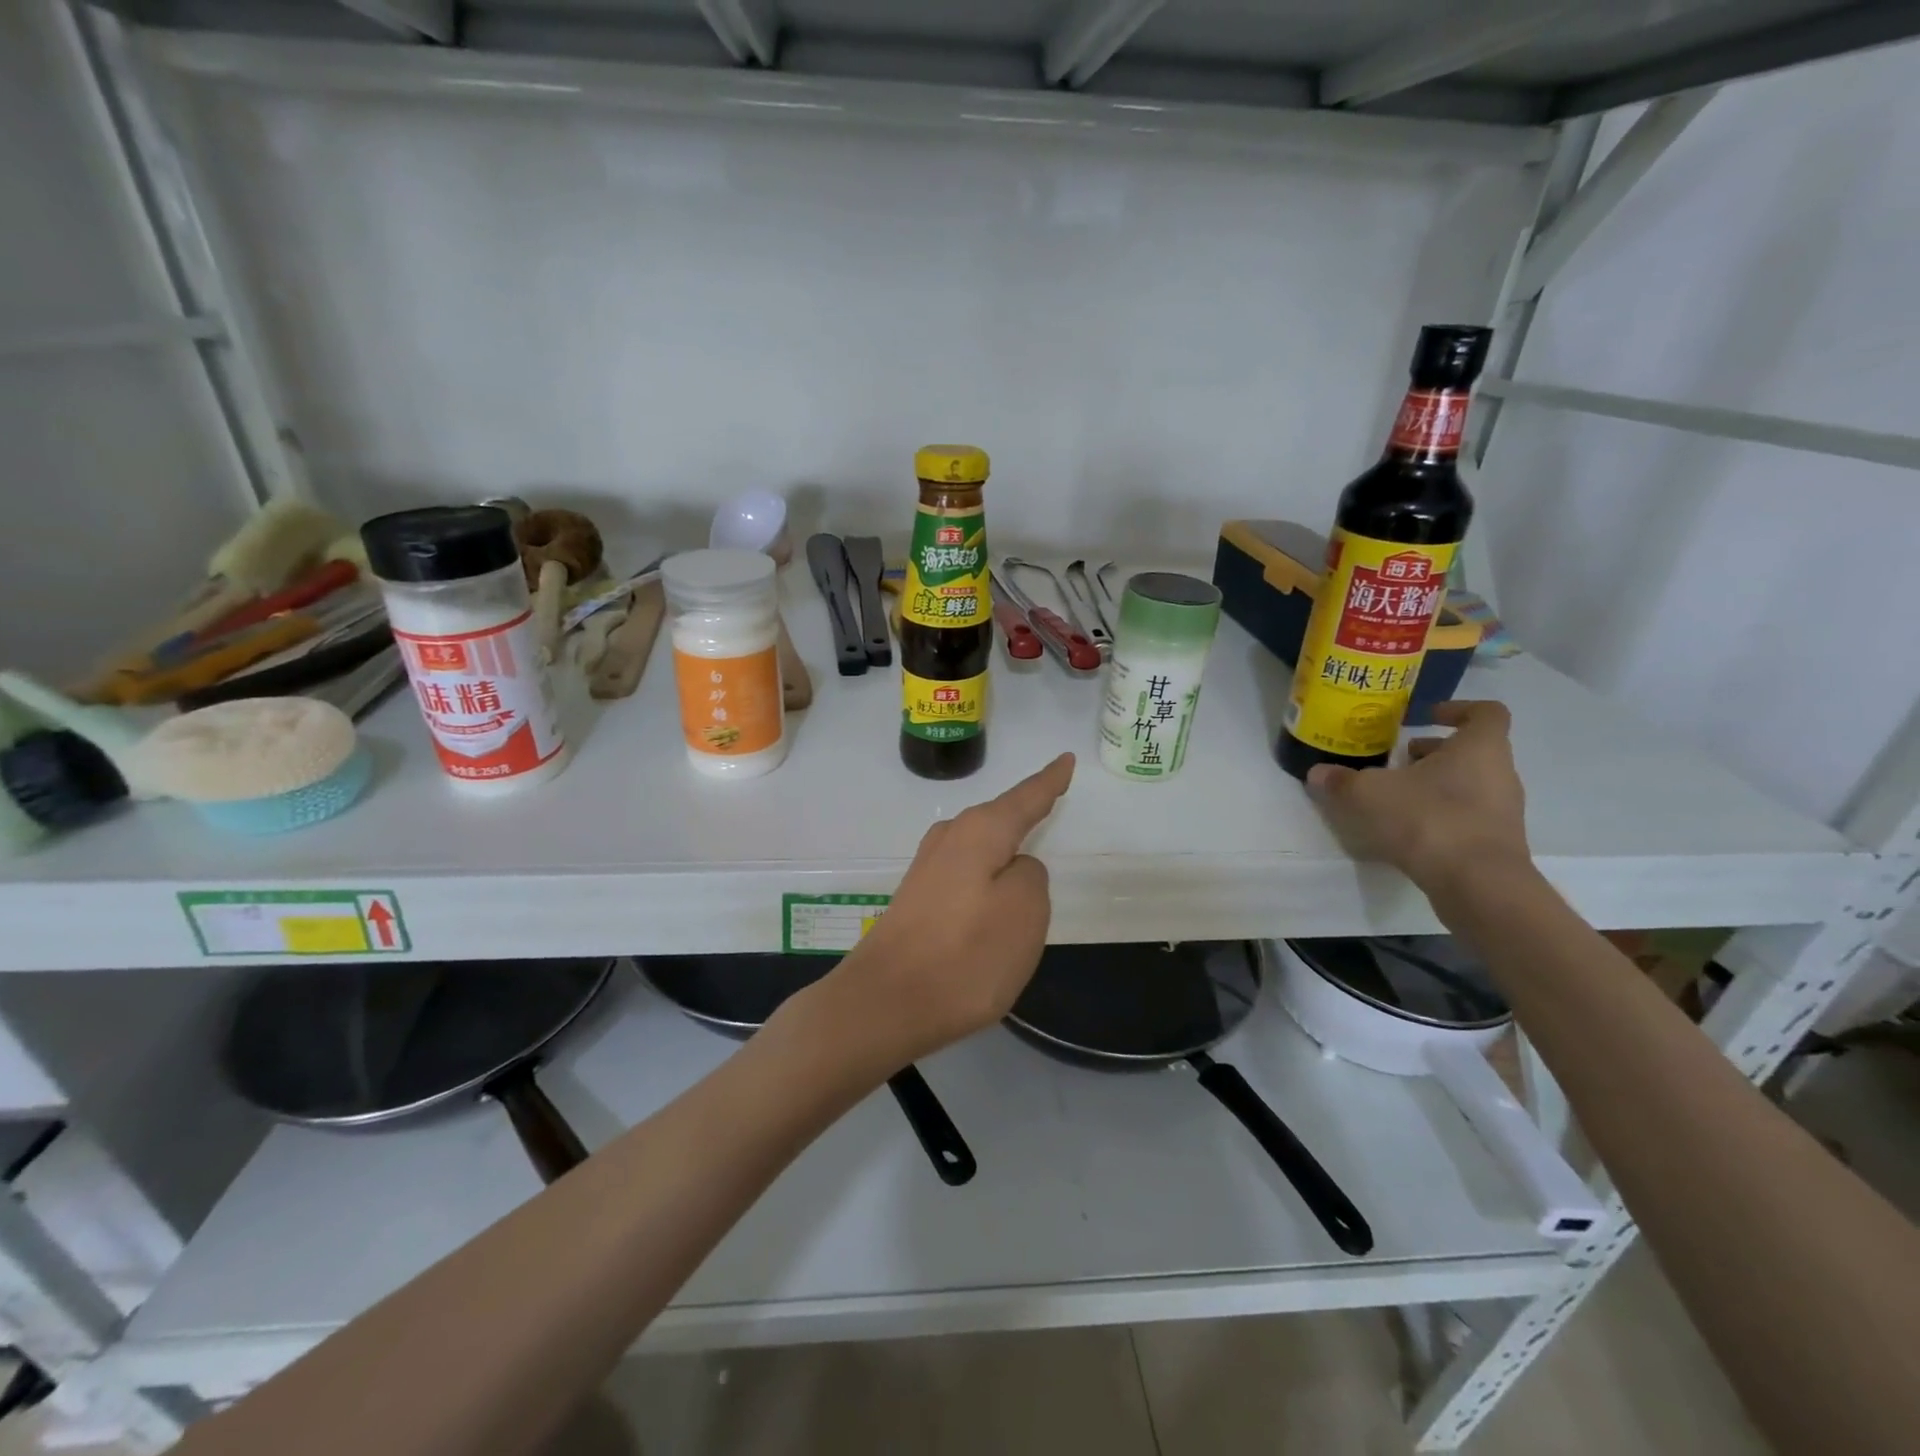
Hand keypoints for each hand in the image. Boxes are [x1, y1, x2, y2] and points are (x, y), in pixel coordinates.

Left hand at [824, 754, 1075, 1066]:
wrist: (884, 1003)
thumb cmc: (965, 956)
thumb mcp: (1025, 912)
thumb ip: (1031, 876)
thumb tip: (1015, 868)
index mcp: (980, 832)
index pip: (1026, 798)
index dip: (1049, 781)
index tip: (1066, 759)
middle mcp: (949, 838)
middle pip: (998, 817)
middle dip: (1024, 811)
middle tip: (1049, 800)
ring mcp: (927, 869)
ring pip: (979, 845)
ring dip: (1003, 845)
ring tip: (1025, 844)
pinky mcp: (916, 899)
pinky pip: (965, 872)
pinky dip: (985, 874)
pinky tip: (990, 890)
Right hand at [1305, 700, 1529, 891]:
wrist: (1477, 884)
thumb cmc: (1429, 819)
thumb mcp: (1368, 794)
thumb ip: (1341, 781)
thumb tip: (1317, 774)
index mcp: (1480, 748)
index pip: (1486, 713)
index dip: (1458, 709)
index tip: (1427, 718)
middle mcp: (1500, 773)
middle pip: (1472, 751)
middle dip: (1434, 753)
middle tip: (1400, 759)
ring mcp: (1503, 811)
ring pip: (1470, 784)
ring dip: (1436, 784)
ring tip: (1397, 795)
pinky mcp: (1495, 843)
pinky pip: (1468, 815)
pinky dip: (1441, 814)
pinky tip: (1408, 828)